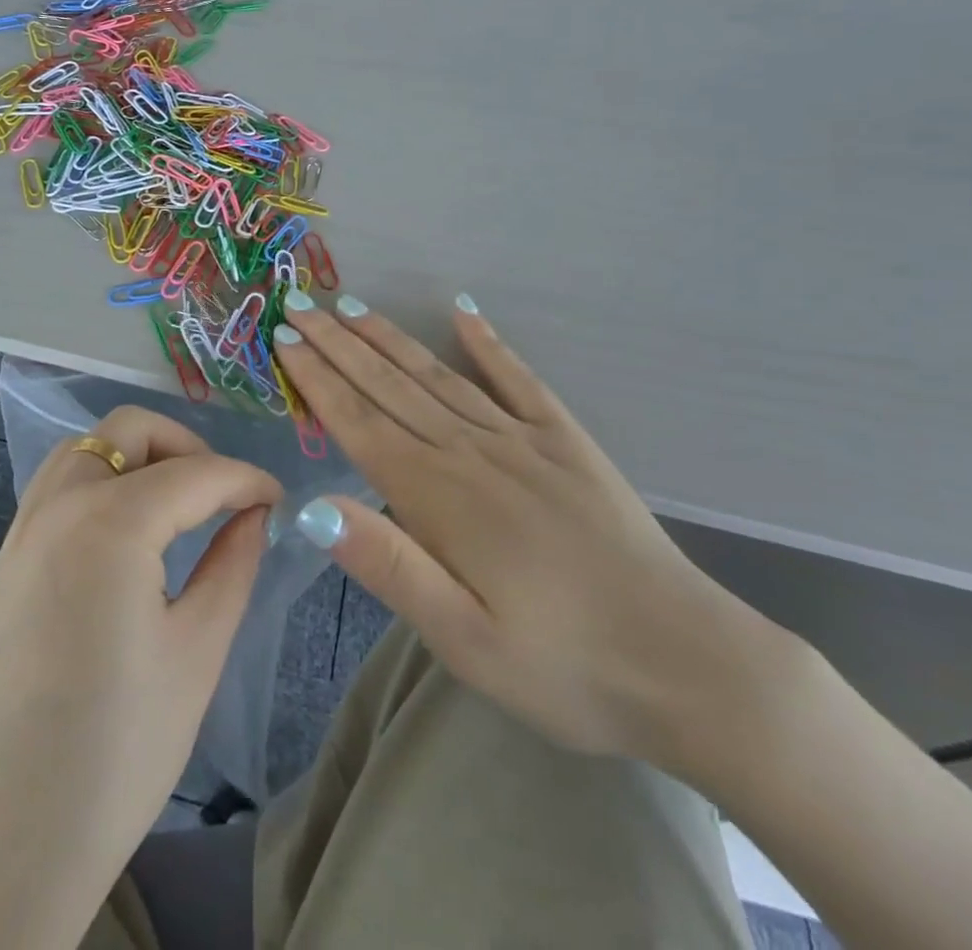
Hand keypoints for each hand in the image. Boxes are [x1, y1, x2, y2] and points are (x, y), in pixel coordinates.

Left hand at [0, 406, 279, 948]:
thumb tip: (254, 515)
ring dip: (137, 457)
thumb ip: (232, 565)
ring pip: (85, 450)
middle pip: (129, 431)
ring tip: (176, 507)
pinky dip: (101, 482)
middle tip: (223, 496)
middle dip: (186, 446)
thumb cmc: (112, 757)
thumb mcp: (195, 655)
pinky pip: (57, 488)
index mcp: (111, 522)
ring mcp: (20, 531)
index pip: (196, 473)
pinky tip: (126, 537)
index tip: (278, 498)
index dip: (246, 479)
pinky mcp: (2, 564)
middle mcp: (58, 506)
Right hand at [272, 293, 794, 776]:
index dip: (318, 379)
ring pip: (439, 375)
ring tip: (352, 306)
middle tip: (300, 304)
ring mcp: (522, 439)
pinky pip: (519, 379)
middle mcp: (472, 452)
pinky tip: (464, 314)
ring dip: (390, 338)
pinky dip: (489, 344)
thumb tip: (314, 509)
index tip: (285, 339)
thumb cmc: (563, 667)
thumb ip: (390, 568)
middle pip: (390, 386)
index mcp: (439, 498)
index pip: (360, 423)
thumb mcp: (465, 641)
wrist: (686, 663)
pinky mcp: (566, 441)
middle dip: (340, 344)